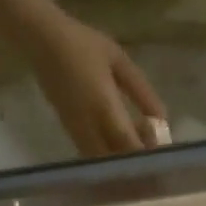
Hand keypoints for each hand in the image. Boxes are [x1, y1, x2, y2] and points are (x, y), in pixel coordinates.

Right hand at [27, 12, 166, 156]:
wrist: (42, 41)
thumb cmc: (83, 44)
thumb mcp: (119, 61)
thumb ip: (141, 91)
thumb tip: (162, 118)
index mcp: (103, 105)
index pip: (128, 142)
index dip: (145, 154)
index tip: (162, 153)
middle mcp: (88, 124)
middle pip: (114, 159)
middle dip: (135, 164)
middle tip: (152, 157)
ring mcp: (75, 129)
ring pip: (101, 161)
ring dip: (120, 162)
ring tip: (136, 150)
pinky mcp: (67, 130)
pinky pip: (90, 154)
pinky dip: (106, 157)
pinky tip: (117, 146)